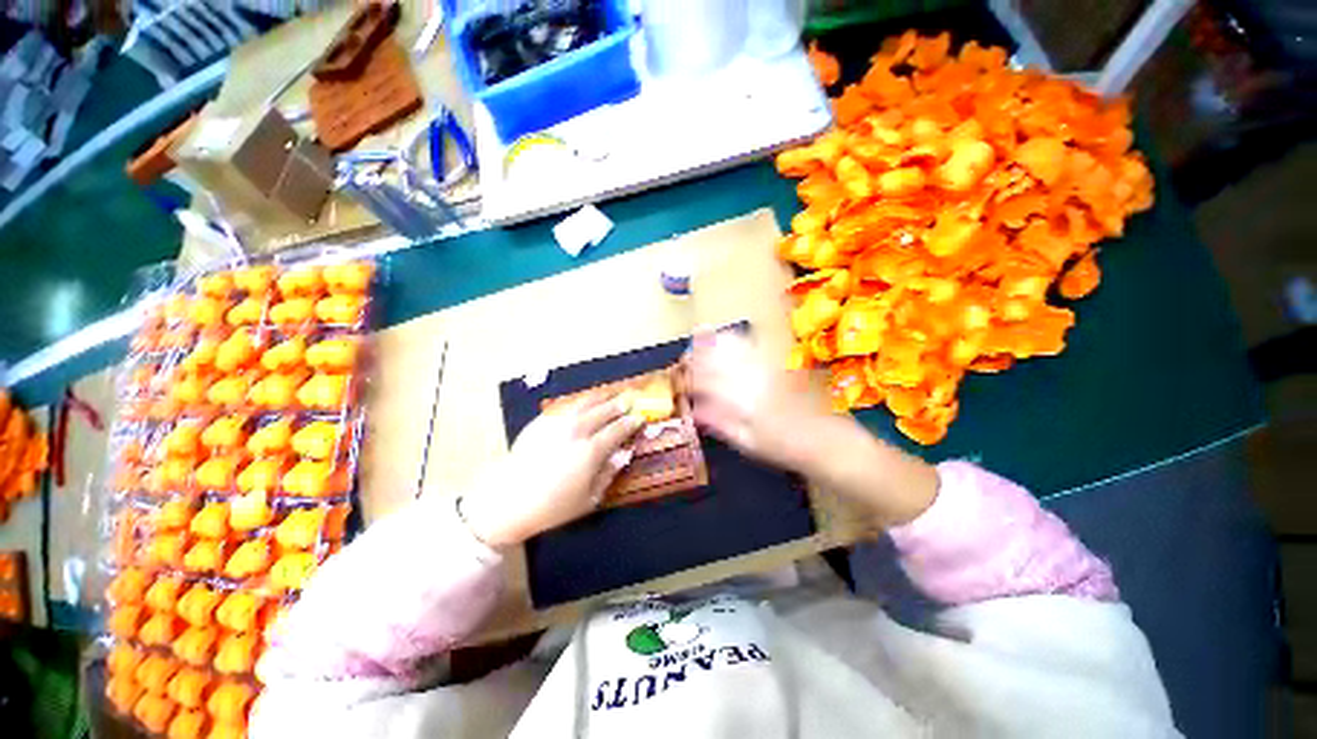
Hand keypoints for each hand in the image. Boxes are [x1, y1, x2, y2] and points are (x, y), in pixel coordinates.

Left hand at [461, 394, 643, 546]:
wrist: (508, 499)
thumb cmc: (552, 506)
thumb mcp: (589, 498)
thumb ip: (609, 473)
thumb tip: (624, 453)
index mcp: (591, 450)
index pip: (618, 429)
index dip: (631, 422)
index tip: (639, 417)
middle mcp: (577, 430)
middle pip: (604, 410)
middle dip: (619, 403)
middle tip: (630, 398)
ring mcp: (558, 422)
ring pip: (585, 402)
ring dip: (601, 396)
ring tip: (611, 393)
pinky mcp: (542, 420)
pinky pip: (567, 405)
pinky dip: (581, 402)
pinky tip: (584, 403)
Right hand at [688, 332, 831, 472]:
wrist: (827, 441)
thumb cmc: (784, 448)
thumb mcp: (747, 443)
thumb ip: (719, 423)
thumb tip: (694, 411)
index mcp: (742, 399)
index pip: (706, 379)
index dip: (689, 376)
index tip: (679, 377)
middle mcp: (753, 376)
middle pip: (718, 355)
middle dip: (698, 352)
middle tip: (686, 356)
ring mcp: (767, 366)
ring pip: (734, 344)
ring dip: (714, 341)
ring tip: (702, 342)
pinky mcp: (780, 362)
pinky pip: (753, 344)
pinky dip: (735, 340)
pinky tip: (728, 341)